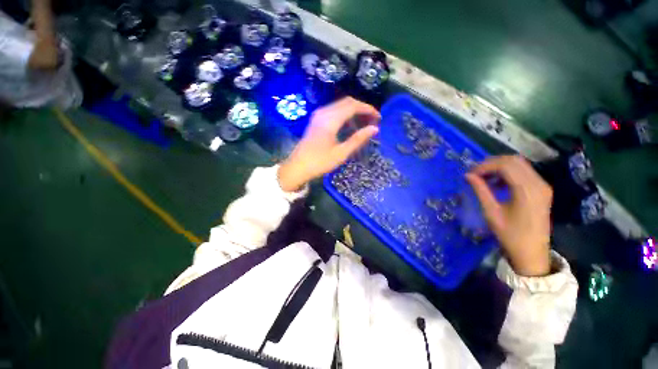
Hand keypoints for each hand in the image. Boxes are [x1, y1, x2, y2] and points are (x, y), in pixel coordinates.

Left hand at [278, 97, 379, 191]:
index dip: (368, 109)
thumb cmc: (319, 162)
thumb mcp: (341, 153)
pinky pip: (334, 111)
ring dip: (354, 112)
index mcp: (330, 120)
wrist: (297, 167)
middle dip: (362, 109)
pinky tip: (349, 127)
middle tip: (373, 121)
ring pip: (340, 106)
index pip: (353, 106)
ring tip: (363, 125)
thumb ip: (358, 139)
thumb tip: (374, 128)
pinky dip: (345, 116)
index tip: (379, 118)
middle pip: (347, 102)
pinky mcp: (316, 120)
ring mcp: (318, 115)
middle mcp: (324, 112)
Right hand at [466, 155, 552, 276]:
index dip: (484, 166)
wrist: (532, 253)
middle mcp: (538, 184)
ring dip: (499, 167)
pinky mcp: (542, 189)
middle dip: (491, 163)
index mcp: (527, 190)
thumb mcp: (491, 213)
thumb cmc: (510, 235)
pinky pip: (524, 172)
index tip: (469, 174)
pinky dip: (508, 173)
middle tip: (474, 173)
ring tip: (483, 177)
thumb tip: (467, 175)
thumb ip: (480, 191)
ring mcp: (542, 186)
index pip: (505, 165)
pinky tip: (497, 183)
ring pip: (519, 164)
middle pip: (513, 160)